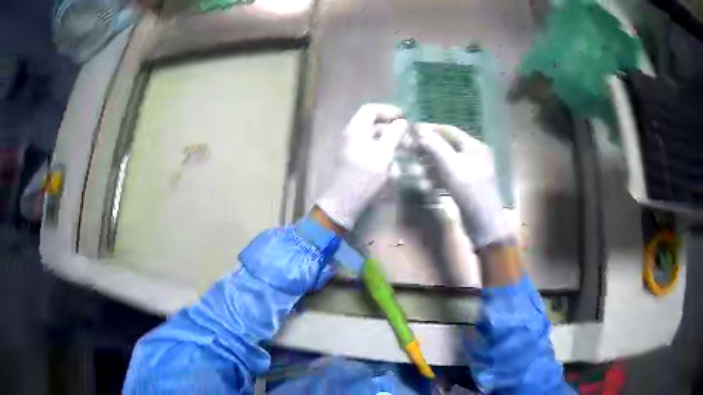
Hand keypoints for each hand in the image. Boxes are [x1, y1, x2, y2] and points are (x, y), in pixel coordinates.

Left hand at [316, 104, 407, 229]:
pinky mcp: (354, 159)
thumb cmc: (365, 175)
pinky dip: (383, 148)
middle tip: (408, 135)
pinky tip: (395, 157)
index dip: (388, 110)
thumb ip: (394, 134)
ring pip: (373, 136)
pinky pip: (370, 146)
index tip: (404, 118)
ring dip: (389, 138)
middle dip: (392, 126)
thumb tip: (402, 122)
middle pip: (372, 122)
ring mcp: (352, 147)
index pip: (371, 109)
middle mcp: (352, 134)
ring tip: (406, 147)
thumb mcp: (383, 153)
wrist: (345, 200)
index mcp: (356, 128)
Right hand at [417, 123, 512, 248]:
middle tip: (412, 148)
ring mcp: (474, 171)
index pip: (450, 131)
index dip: (431, 129)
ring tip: (417, 164)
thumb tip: (419, 132)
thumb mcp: (449, 164)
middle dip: (430, 146)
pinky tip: (427, 180)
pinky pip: (452, 174)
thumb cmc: (467, 188)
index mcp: (475, 146)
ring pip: (449, 161)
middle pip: (449, 145)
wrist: (483, 220)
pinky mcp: (470, 186)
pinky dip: (439, 174)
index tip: (413, 130)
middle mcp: (476, 155)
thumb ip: (434, 145)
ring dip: (432, 161)